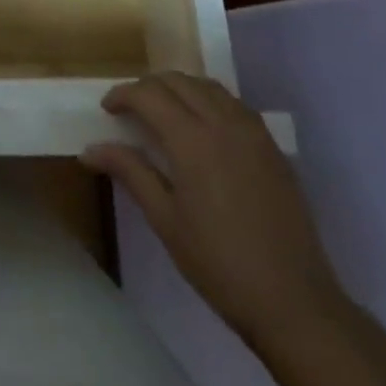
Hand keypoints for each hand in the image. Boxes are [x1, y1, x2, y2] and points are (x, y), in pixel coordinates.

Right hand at [84, 72, 343, 339]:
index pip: (149, 94)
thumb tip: (90, 149)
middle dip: (149, 87)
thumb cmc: (220, 264)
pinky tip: (204, 129)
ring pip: (208, 86)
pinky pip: (234, 104)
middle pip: (177, 81)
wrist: (296, 304)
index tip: (107, 110)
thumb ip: (130, 173)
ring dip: (180, 89)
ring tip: (165, 113)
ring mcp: (252, 132)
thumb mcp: (166, 221)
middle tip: (132, 110)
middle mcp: (222, 122)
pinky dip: (209, 101)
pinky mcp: (272, 147)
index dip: (123, 95)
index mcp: (192, 139)